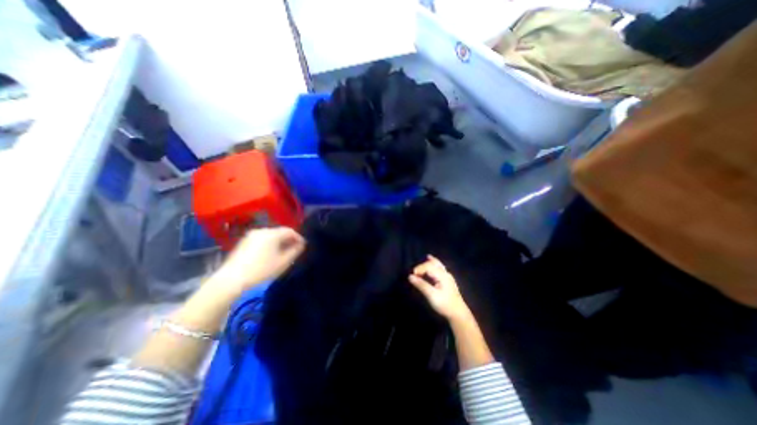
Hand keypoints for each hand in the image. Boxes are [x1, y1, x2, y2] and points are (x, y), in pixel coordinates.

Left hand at [210, 228, 303, 297]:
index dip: (298, 237)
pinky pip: (261, 240)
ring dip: (278, 242)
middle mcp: (261, 230)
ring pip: (270, 236)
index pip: (290, 231)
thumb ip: (295, 251)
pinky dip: (268, 244)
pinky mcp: (243, 242)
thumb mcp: (283, 262)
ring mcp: (250, 236)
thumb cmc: (261, 270)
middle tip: (294, 250)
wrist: (231, 280)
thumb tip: (301, 244)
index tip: (303, 246)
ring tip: (282, 253)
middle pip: (279, 232)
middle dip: (288, 240)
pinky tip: (269, 255)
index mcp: (272, 233)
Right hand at [412, 254, 470, 320]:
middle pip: (434, 264)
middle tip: (415, 271)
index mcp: (442, 275)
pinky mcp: (448, 282)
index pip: (429, 266)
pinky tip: (435, 265)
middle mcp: (446, 273)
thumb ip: (421, 285)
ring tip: (427, 257)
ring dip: (432, 262)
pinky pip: (441, 269)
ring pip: (439, 265)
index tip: (412, 275)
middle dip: (424, 265)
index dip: (419, 268)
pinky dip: (436, 265)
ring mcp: (448, 277)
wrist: (459, 314)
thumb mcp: (431, 295)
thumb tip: (410, 276)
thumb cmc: (445, 304)